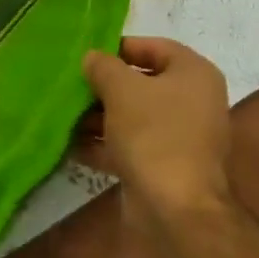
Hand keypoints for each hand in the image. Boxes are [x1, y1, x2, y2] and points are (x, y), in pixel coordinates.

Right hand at [80, 38, 230, 221]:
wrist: (176, 210)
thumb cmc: (154, 134)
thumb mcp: (122, 90)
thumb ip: (104, 67)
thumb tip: (92, 57)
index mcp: (194, 73)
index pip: (155, 47)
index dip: (121, 48)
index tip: (89, 55)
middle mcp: (193, 101)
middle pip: (143, 83)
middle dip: (105, 86)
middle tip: (72, 86)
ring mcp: (180, 137)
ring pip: (134, 117)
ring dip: (100, 116)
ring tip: (64, 115)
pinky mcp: (164, 166)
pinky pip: (131, 146)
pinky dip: (105, 144)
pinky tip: (72, 146)